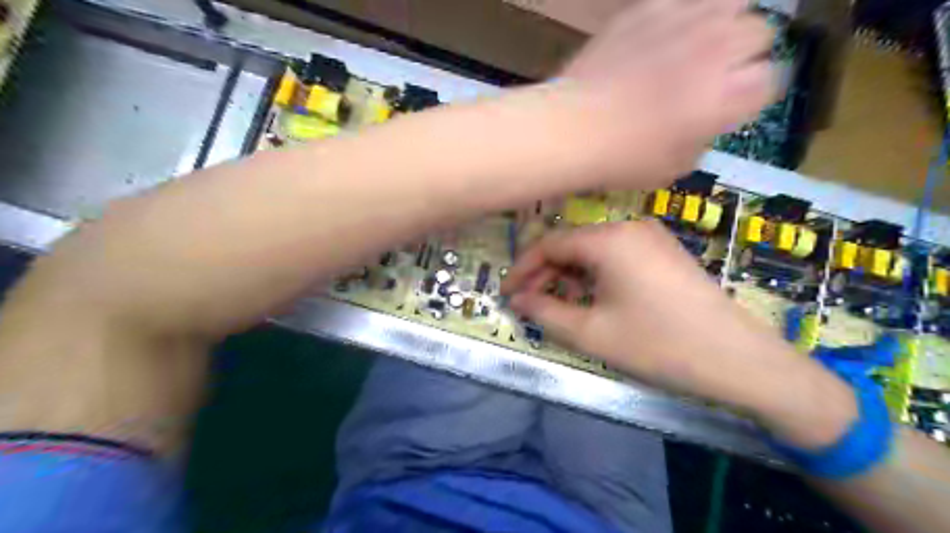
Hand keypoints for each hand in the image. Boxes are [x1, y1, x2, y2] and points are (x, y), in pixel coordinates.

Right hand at [500, 221, 856, 449]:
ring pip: (594, 252)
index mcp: (609, 239)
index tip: (506, 294)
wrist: (739, 360)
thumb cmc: (658, 344)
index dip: (523, 269)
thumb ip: (546, 312)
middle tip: (529, 304)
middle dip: (546, 274)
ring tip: (559, 306)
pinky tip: (593, 300)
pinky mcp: (665, 253)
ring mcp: (651, 238)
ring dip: (570, 277)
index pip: (549, 244)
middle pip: (572, 245)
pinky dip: (596, 277)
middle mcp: (629, 227)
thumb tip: (518, 300)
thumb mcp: (592, 333)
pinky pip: (617, 257)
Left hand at [558, 0, 770, 187]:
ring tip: (696, 46)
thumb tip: (704, 123)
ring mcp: (684, 22)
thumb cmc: (623, 159)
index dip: (754, 92)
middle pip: (758, 32)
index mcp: (731, 95)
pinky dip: (681, 16)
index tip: (734, 102)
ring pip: (730, 2)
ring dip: (720, 24)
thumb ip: (702, 138)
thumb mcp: (673, 167)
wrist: (573, 128)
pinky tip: (662, 36)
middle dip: (743, 53)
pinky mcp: (648, 9)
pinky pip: (682, 0)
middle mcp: (719, 49)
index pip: (772, 78)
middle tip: (714, 74)